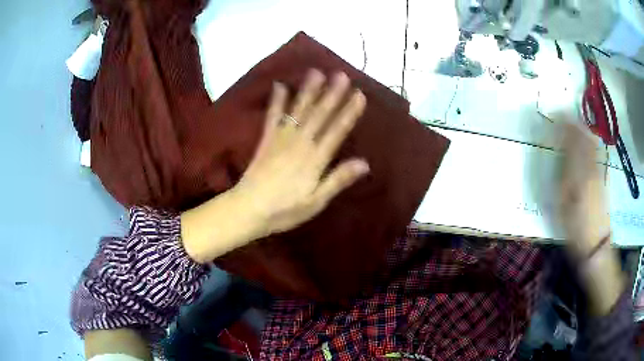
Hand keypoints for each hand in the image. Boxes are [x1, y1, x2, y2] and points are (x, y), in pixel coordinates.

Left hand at [181, 69, 368, 262]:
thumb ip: (338, 180)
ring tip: (316, 72)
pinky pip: (272, 117)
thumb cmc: (285, 210)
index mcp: (315, 159)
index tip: (359, 94)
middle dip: (331, 94)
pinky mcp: (266, 140)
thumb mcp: (316, 201)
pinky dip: (276, 101)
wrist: (248, 209)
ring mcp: (281, 139)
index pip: (336, 131)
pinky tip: (280, 85)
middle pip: (319, 115)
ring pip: (298, 111)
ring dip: (308, 91)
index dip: (348, 112)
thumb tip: (365, 163)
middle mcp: (300, 143)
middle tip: (341, 75)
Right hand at [558, 123, 610, 257]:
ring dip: (581, 129)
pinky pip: (596, 152)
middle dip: (573, 123)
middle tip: (562, 113)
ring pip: (591, 143)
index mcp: (579, 173)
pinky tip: (587, 139)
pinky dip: (589, 141)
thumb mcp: (562, 205)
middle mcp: (590, 167)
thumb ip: (561, 176)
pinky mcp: (601, 178)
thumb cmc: (575, 227)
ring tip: (573, 121)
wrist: (596, 243)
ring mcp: (598, 171)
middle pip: (583, 138)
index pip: (571, 141)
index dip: (563, 125)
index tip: (554, 114)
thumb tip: (559, 154)